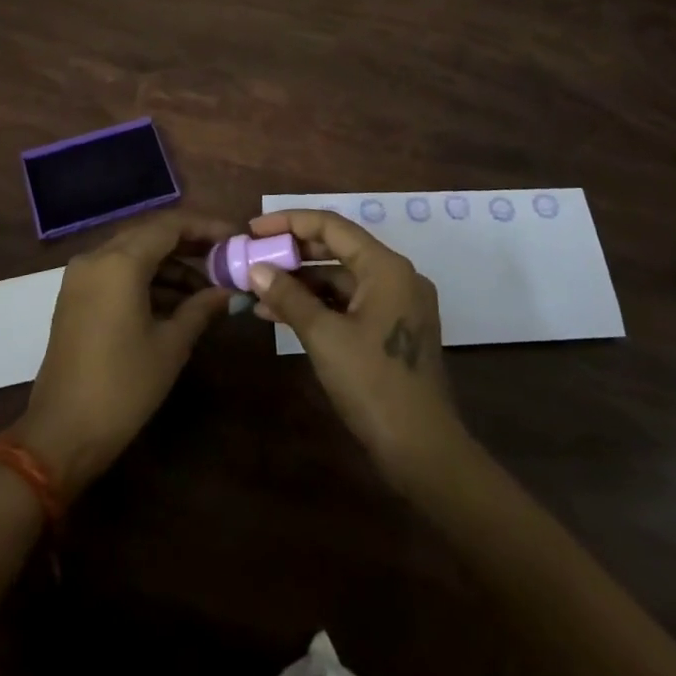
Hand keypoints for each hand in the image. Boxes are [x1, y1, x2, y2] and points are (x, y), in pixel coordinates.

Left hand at [12, 212, 233, 497]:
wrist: (61, 434)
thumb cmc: (123, 387)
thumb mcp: (171, 346)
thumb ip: (201, 308)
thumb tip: (228, 291)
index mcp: (120, 262)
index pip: (170, 225)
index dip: (206, 227)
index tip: (235, 237)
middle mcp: (96, 257)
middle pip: (150, 234)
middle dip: (189, 243)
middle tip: (224, 259)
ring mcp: (81, 276)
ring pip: (133, 253)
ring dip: (169, 264)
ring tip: (206, 289)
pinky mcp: (75, 296)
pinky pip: (117, 271)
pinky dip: (146, 278)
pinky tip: (175, 302)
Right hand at [246, 208, 466, 492]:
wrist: (422, 452)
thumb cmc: (373, 385)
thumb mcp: (324, 336)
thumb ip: (289, 296)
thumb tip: (255, 269)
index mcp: (386, 267)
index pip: (331, 226)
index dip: (289, 222)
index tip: (253, 229)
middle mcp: (395, 276)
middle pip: (336, 248)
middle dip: (292, 253)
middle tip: (253, 256)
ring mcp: (396, 304)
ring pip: (340, 278)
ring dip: (300, 282)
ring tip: (257, 290)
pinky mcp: (391, 330)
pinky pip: (349, 303)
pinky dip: (317, 305)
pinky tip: (281, 314)